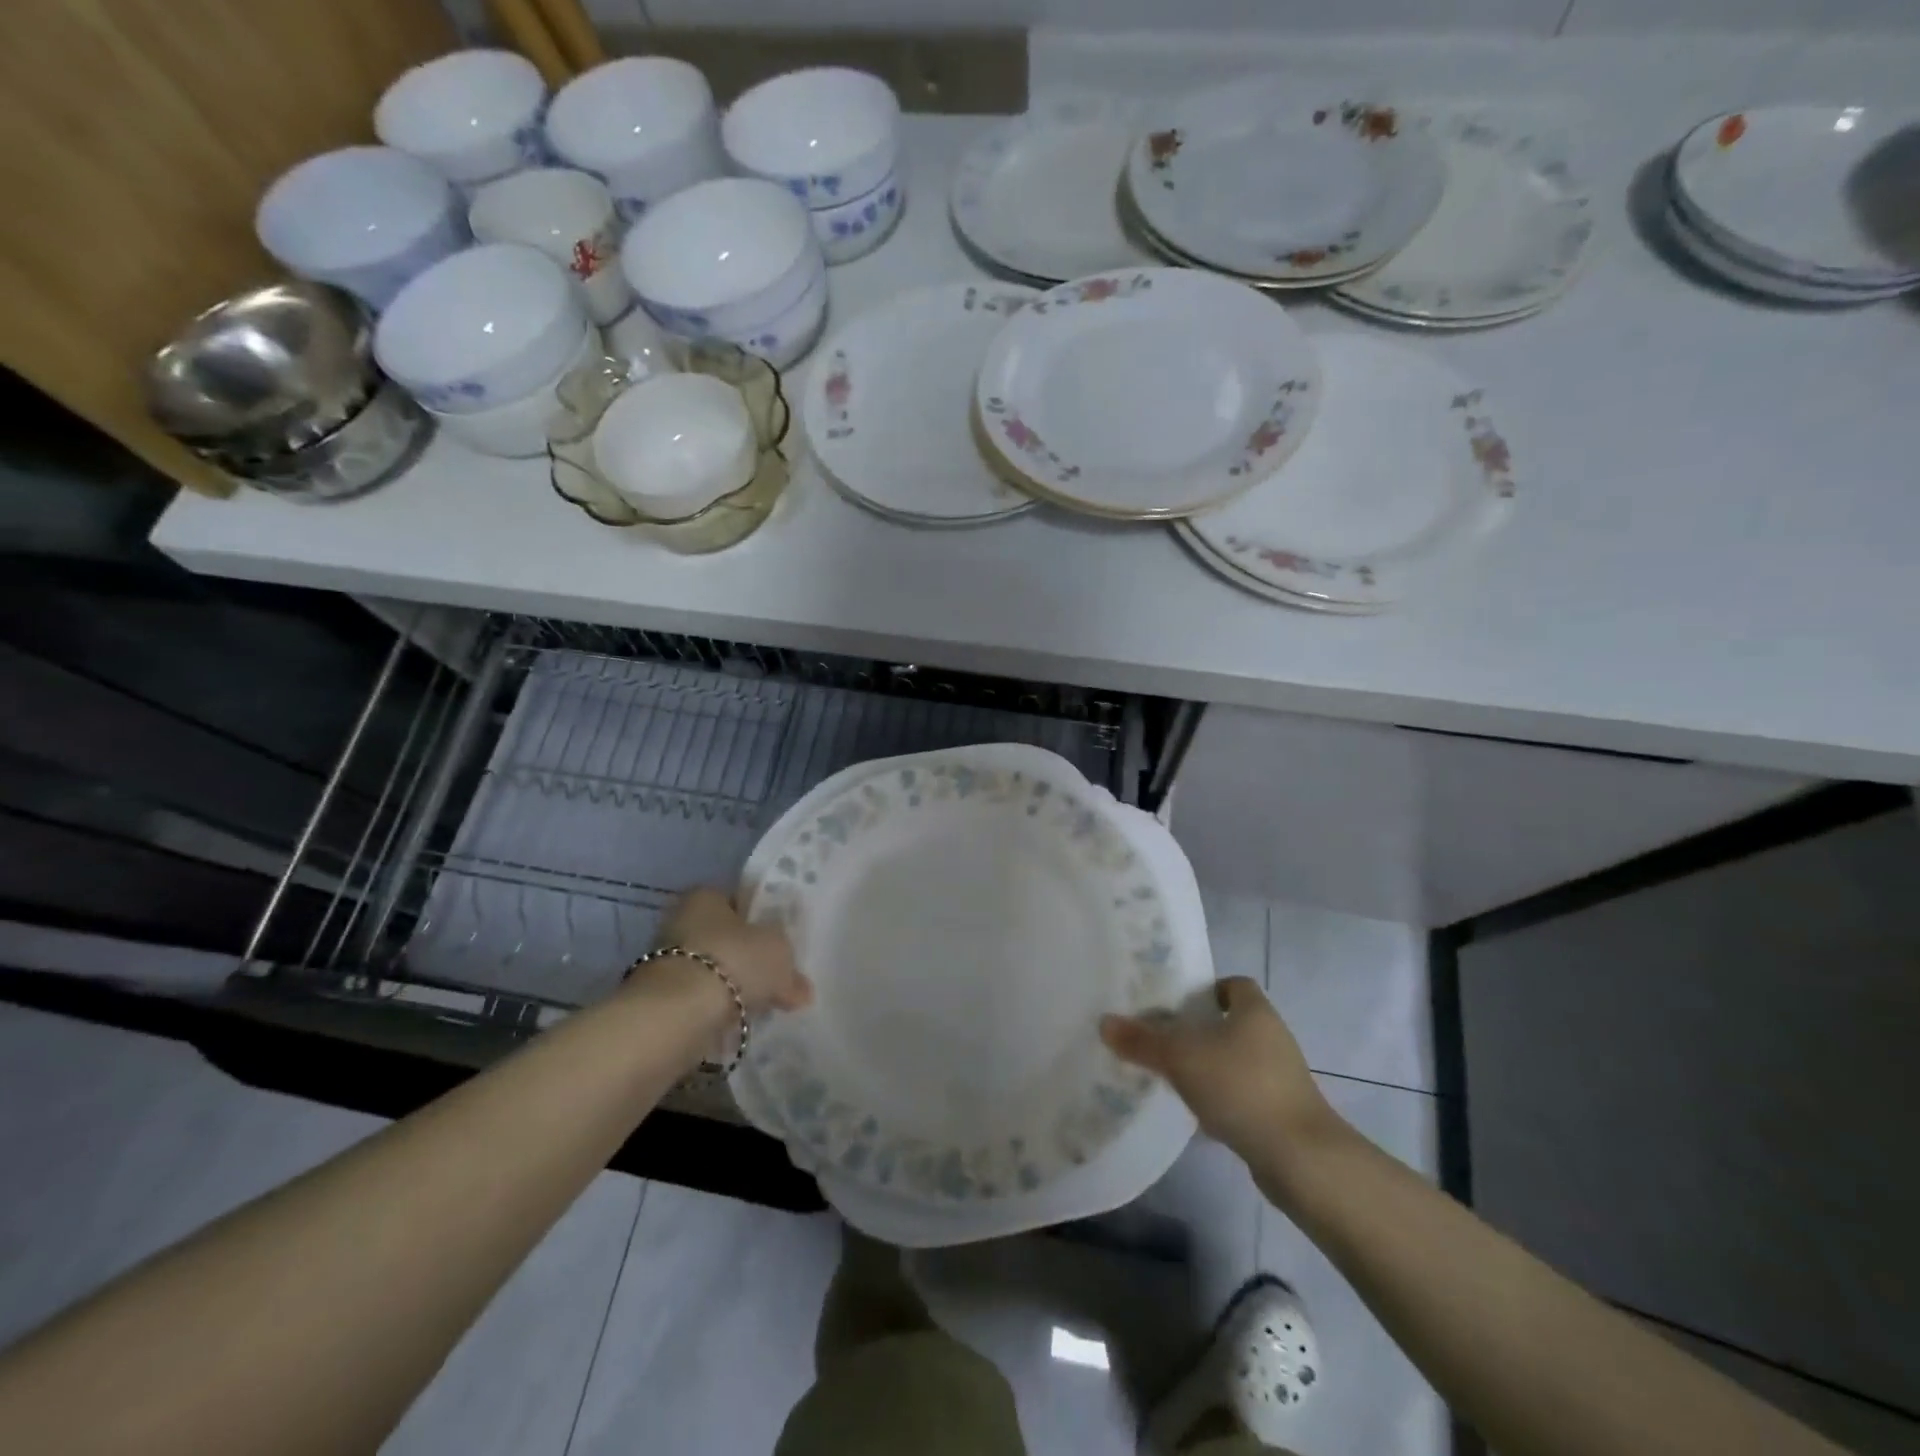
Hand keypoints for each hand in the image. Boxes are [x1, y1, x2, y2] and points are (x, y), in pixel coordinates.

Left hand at [648, 888, 812, 1017]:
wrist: (678, 1013)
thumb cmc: (733, 960)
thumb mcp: (779, 953)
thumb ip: (792, 968)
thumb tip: (802, 989)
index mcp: (706, 896)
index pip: (738, 902)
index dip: (761, 920)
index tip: (780, 942)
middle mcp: (680, 921)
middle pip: (724, 938)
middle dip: (747, 958)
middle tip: (774, 978)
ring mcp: (666, 961)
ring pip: (712, 971)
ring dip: (732, 987)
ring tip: (760, 1006)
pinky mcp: (660, 999)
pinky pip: (700, 1001)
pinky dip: (716, 1011)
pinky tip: (738, 1023)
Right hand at [1100, 977, 1333, 1159]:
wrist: (1301, 1159)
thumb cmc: (1241, 1087)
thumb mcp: (1181, 1058)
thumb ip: (1142, 1041)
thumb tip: (1104, 1022)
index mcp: (1255, 1011)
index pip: (1233, 984)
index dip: (1206, 989)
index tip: (1175, 1003)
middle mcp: (1272, 1037)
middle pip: (1231, 1022)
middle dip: (1198, 1030)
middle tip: (1160, 1037)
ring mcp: (1280, 1077)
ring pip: (1235, 1060)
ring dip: (1208, 1066)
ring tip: (1170, 1075)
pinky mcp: (1280, 1112)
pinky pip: (1242, 1094)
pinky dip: (1220, 1099)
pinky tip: (1194, 1114)